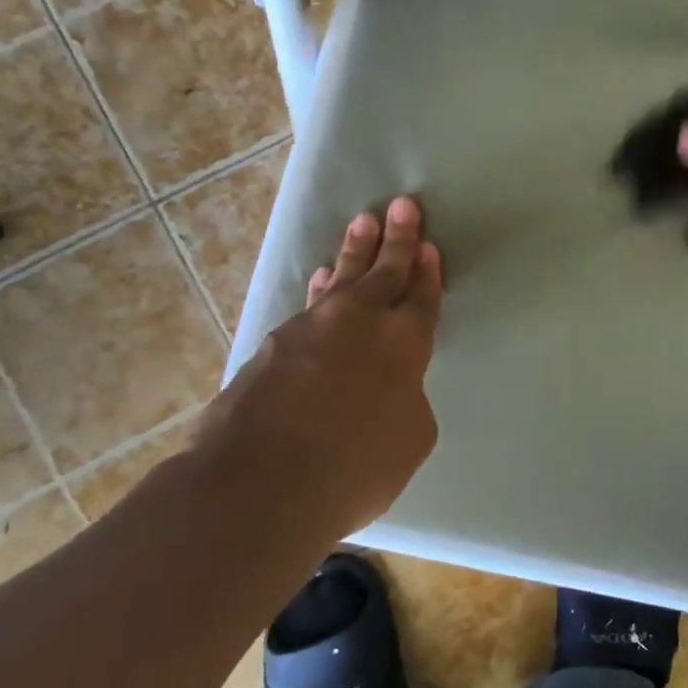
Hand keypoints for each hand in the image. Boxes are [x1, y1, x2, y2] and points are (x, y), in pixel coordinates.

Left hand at [194, 196, 443, 537]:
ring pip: (340, 281)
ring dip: (354, 254)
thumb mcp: (410, 441)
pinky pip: (309, 307)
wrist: (258, 482)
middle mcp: (359, 324)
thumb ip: (408, 402)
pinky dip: (321, 291)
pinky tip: (322, 284)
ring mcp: (311, 330)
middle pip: (383, 271)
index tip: (428, 245)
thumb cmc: (354, 467)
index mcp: (404, 344)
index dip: (428, 271)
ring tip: (361, 226)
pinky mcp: (273, 346)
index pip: (422, 297)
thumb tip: (391, 390)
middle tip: (402, 205)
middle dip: (397, 238)